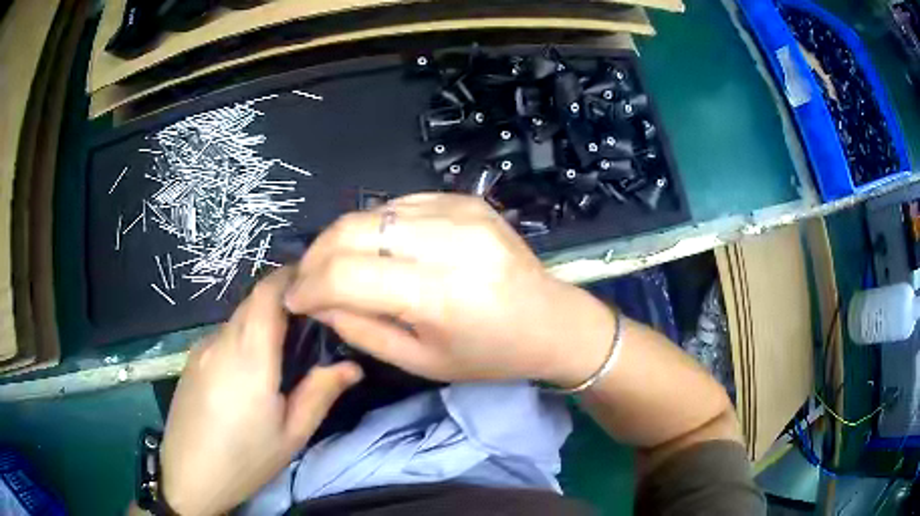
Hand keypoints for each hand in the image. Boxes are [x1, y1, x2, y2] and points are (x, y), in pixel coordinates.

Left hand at [160, 269, 362, 515]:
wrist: (189, 476)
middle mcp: (220, 341)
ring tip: (281, 355)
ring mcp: (200, 348)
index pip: (267, 293)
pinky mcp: (190, 360)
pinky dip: (242, 339)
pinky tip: (247, 374)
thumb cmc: (246, 460)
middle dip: (281, 301)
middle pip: (253, 302)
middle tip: (308, 324)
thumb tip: (352, 366)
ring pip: (237, 319)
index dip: (290, 276)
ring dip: (261, 323)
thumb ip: (320, 393)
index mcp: (249, 357)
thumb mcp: (292, 435)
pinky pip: (222, 336)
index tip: (315, 281)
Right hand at [284, 193, 614, 385]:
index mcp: (440, 294)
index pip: (346, 275)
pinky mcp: (466, 199)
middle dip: (315, 256)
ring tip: (334, 267)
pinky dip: (375, 227)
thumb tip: (318, 301)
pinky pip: (399, 205)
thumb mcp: (421, 362)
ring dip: (341, 239)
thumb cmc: (490, 355)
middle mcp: (449, 241)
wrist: (553, 321)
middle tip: (307, 281)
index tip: (294, 301)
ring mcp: (460, 211)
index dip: (308, 287)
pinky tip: (375, 250)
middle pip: (351, 230)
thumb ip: (361, 329)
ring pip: (371, 212)